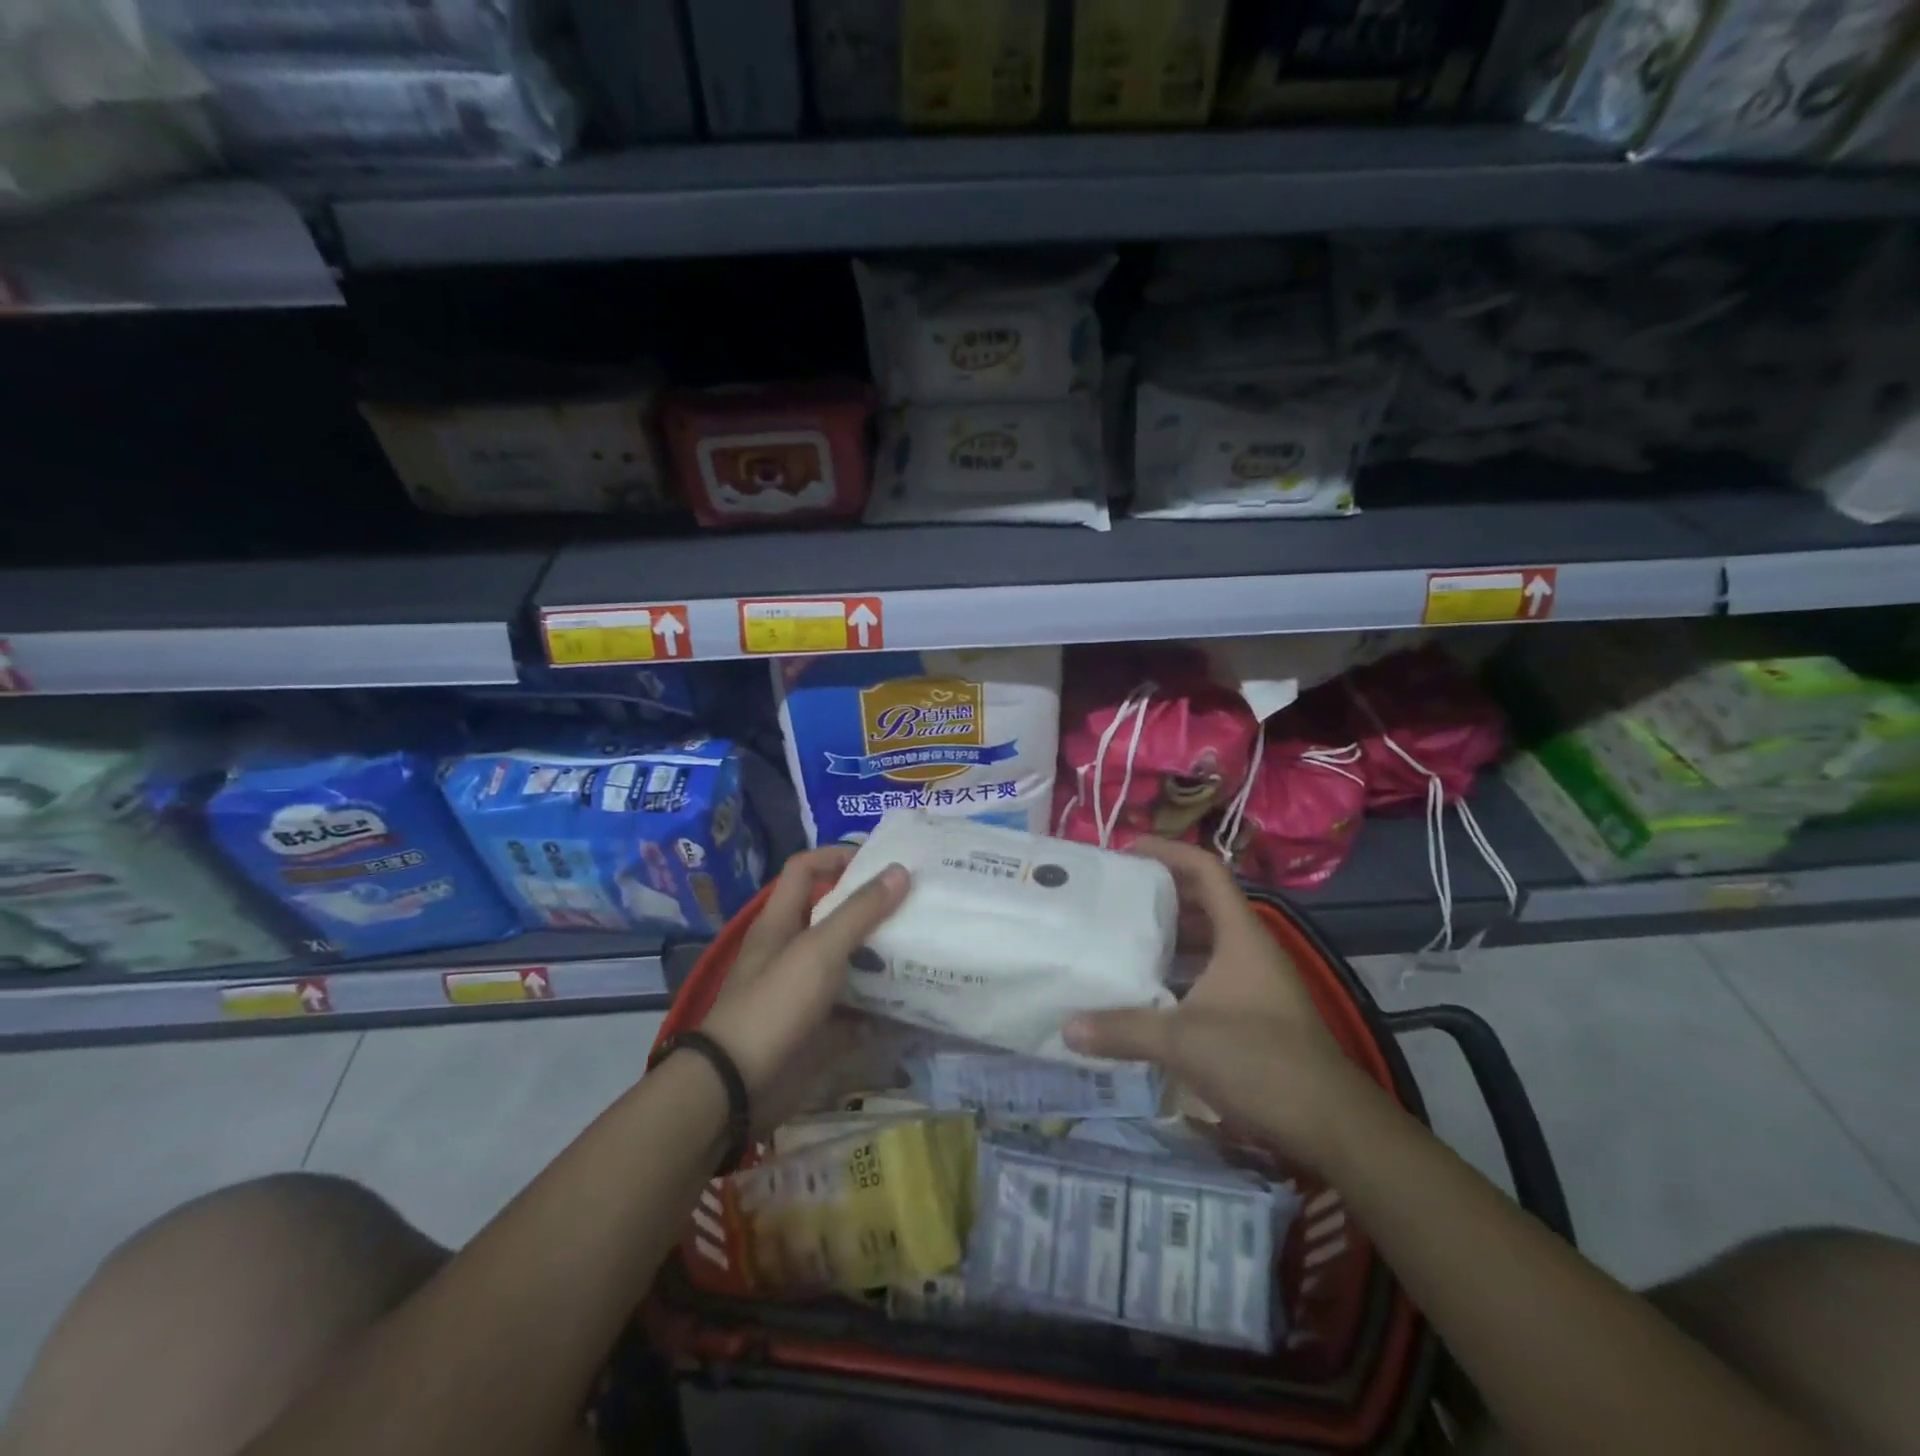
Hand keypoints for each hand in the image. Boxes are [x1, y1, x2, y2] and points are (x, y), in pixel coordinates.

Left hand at [698, 847, 909, 1122]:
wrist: (737, 1087)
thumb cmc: (775, 1004)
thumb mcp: (819, 950)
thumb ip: (859, 912)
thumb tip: (900, 871)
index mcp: (781, 922)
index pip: (805, 870)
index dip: (836, 856)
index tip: (880, 862)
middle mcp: (791, 950)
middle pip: (833, 916)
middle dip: (871, 908)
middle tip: (916, 903)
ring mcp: (804, 991)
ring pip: (848, 961)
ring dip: (881, 955)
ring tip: (924, 946)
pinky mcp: (817, 1027)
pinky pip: (855, 1008)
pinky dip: (881, 1004)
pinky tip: (914, 999)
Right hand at [1063, 838, 1373, 1169]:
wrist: (1331, 1125)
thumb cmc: (1259, 1061)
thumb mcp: (1182, 1041)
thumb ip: (1123, 1029)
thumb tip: (1067, 1027)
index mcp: (1240, 934)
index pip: (1205, 869)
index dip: (1167, 852)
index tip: (1126, 851)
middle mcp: (1249, 948)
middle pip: (1202, 902)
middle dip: (1159, 894)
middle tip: (1112, 895)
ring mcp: (1255, 982)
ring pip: (1206, 941)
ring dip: (1168, 936)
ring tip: (1120, 937)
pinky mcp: (1255, 1013)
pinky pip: (1209, 974)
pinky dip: (1178, 973)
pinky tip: (1147, 992)